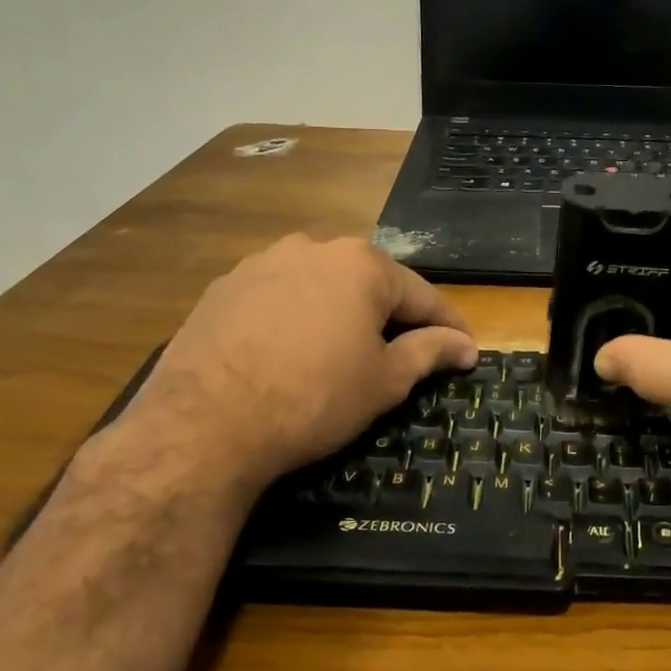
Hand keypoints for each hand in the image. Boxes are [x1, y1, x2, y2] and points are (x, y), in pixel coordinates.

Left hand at [109, 235, 477, 499]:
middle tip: (403, 356)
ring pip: (321, 286)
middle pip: (369, 284)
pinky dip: (296, 318)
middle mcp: (314, 247)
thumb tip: (466, 345)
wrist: (204, 423)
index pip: (422, 295)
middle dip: (391, 317)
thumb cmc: (313, 398)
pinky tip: (291, 352)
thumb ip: (429, 353)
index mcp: (362, 265)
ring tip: (342, 353)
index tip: (465, 350)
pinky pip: (279, 297)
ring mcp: (263, 263)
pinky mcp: (224, 287)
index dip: (448, 326)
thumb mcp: (384, 381)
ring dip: (340, 313)